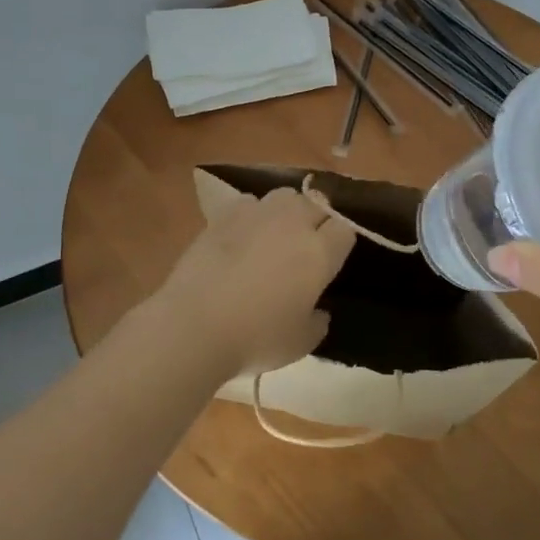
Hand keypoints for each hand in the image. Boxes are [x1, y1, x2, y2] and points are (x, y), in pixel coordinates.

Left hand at [151, 185, 356, 380]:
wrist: (194, 325)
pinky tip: (243, 235)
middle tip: (308, 246)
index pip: (345, 228)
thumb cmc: (256, 338)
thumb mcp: (301, 343)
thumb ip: (317, 322)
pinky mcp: (224, 216)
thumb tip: (318, 311)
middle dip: (318, 220)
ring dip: (288, 210)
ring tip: (277, 233)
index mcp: (319, 252)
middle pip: (317, 204)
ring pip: (285, 196)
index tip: (333, 259)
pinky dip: (252, 214)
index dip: (341, 241)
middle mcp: (293, 223)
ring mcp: (257, 214)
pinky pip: (249, 203)